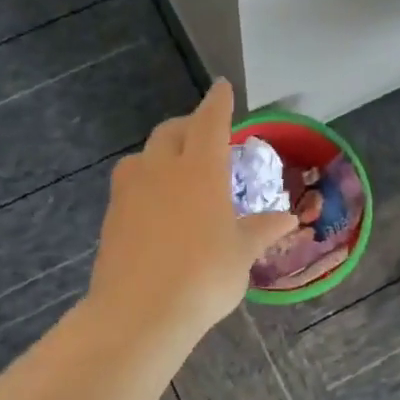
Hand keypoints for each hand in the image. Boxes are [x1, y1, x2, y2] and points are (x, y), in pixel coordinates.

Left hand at [89, 81, 296, 345]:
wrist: (140, 312)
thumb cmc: (204, 276)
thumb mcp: (242, 253)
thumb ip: (262, 230)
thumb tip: (288, 218)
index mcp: (200, 169)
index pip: (210, 121)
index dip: (218, 102)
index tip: (222, 87)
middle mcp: (162, 169)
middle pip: (172, 131)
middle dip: (189, 126)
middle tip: (204, 136)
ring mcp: (130, 190)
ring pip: (144, 155)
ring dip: (162, 152)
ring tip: (177, 171)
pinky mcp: (111, 215)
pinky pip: (130, 183)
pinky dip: (146, 182)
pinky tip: (157, 206)